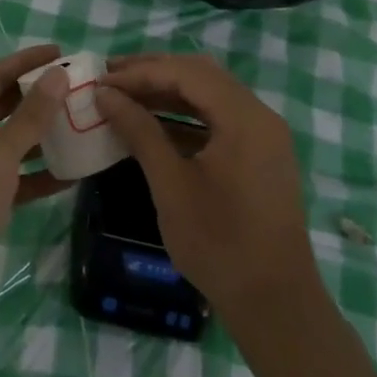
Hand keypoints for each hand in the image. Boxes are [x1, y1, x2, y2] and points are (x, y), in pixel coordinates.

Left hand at [0, 46, 71, 337]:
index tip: (61, 51)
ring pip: (9, 142)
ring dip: (41, 135)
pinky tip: (71, 175)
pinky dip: (37, 175)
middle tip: (76, 87)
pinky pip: (12, 179)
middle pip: (2, 105)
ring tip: (81, 125)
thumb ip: (28, 118)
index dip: (26, 61)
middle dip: (37, 95)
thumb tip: (56, 75)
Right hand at [95, 54, 320, 334]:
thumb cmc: (219, 243)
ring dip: (168, 91)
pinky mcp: (260, 155)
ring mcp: (264, 136)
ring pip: (210, 94)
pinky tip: (154, 124)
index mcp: (244, 118)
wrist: (275, 304)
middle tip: (110, 78)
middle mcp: (260, 116)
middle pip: (201, 75)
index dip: (141, 72)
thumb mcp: (171, 184)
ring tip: (125, 96)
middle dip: (154, 72)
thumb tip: (105, 94)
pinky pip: (219, 118)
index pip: (186, 73)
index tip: (101, 81)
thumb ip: (140, 131)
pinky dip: (186, 115)